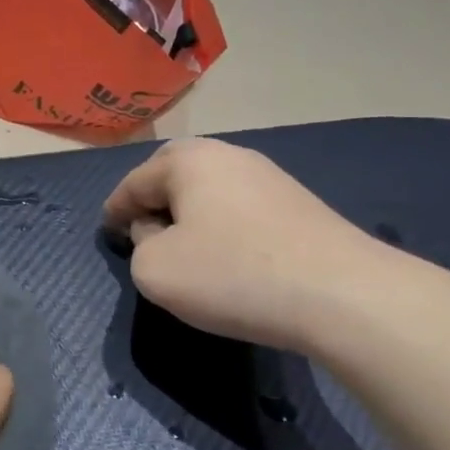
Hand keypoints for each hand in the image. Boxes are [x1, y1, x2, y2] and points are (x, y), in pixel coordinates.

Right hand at [103, 137, 389, 350]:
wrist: (343, 294)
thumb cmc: (233, 274)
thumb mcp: (156, 270)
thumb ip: (139, 245)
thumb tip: (157, 233)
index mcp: (188, 160)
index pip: (135, 182)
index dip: (114, 209)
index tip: (106, 231)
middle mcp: (228, 155)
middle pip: (174, 172)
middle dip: (153, 198)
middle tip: (141, 229)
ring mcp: (269, 176)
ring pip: (210, 188)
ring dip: (189, 211)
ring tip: (182, 245)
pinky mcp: (298, 203)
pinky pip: (240, 206)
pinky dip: (221, 223)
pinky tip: (226, 253)